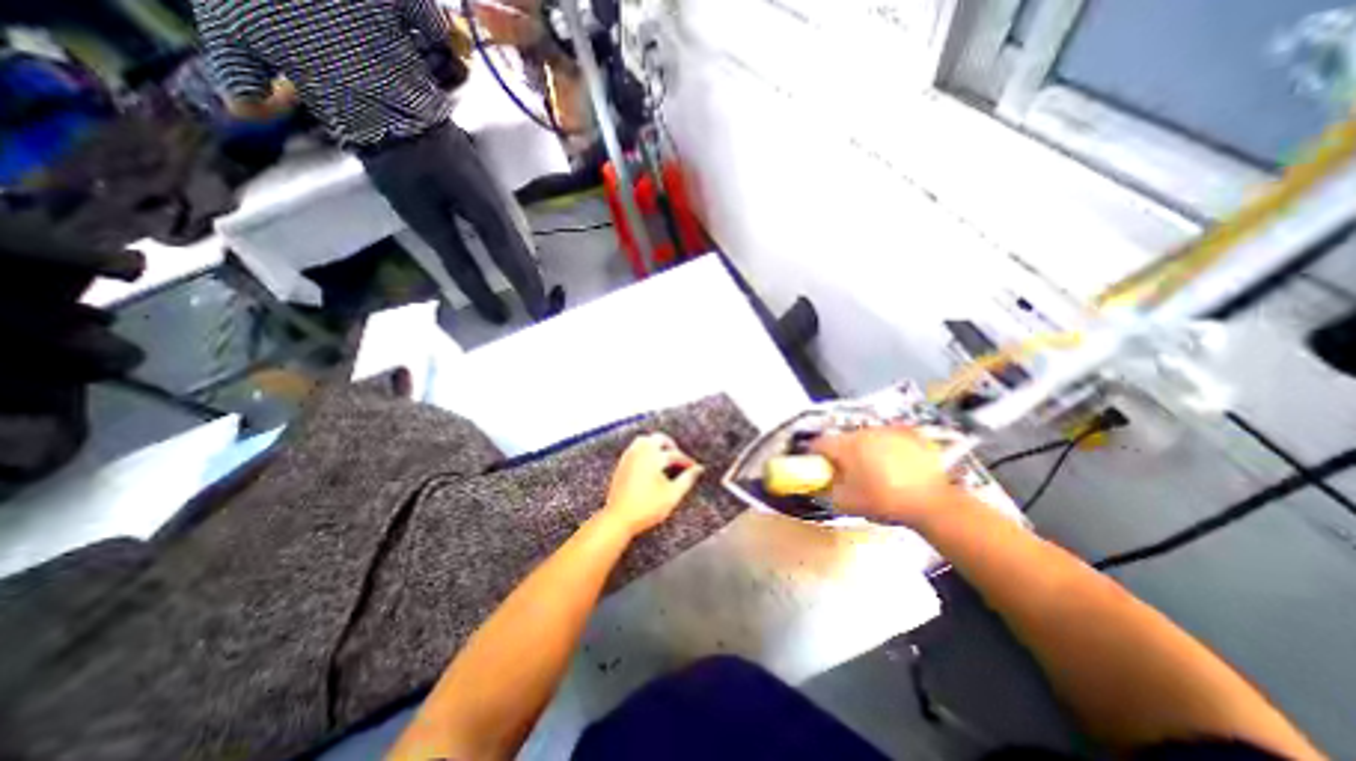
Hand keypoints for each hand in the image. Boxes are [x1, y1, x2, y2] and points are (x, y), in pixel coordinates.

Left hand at [603, 433, 710, 533]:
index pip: (674, 454)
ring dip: (656, 444)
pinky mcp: (621, 464)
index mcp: (653, 457)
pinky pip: (634, 448)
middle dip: (670, 445)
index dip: (686, 461)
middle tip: (678, 456)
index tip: (694, 468)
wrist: (619, 518)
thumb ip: (687, 479)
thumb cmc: (646, 508)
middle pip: (658, 439)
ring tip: (664, 456)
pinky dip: (644, 449)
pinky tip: (650, 462)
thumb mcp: (672, 495)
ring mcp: (629, 457)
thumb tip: (698, 469)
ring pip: (644, 440)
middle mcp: (640, 453)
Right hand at [809, 428, 957, 528]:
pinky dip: (885, 449)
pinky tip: (893, 466)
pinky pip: (887, 439)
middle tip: (847, 473)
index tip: (818, 469)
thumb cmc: (882, 501)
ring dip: (863, 450)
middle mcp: (864, 432)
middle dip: (840, 454)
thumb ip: (827, 490)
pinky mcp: (908, 435)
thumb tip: (820, 483)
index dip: (814, 456)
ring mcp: (887, 431)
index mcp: (846, 445)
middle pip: (842, 439)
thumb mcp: (846, 503)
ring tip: (873, 471)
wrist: (932, 503)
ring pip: (865, 438)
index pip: (819, 443)